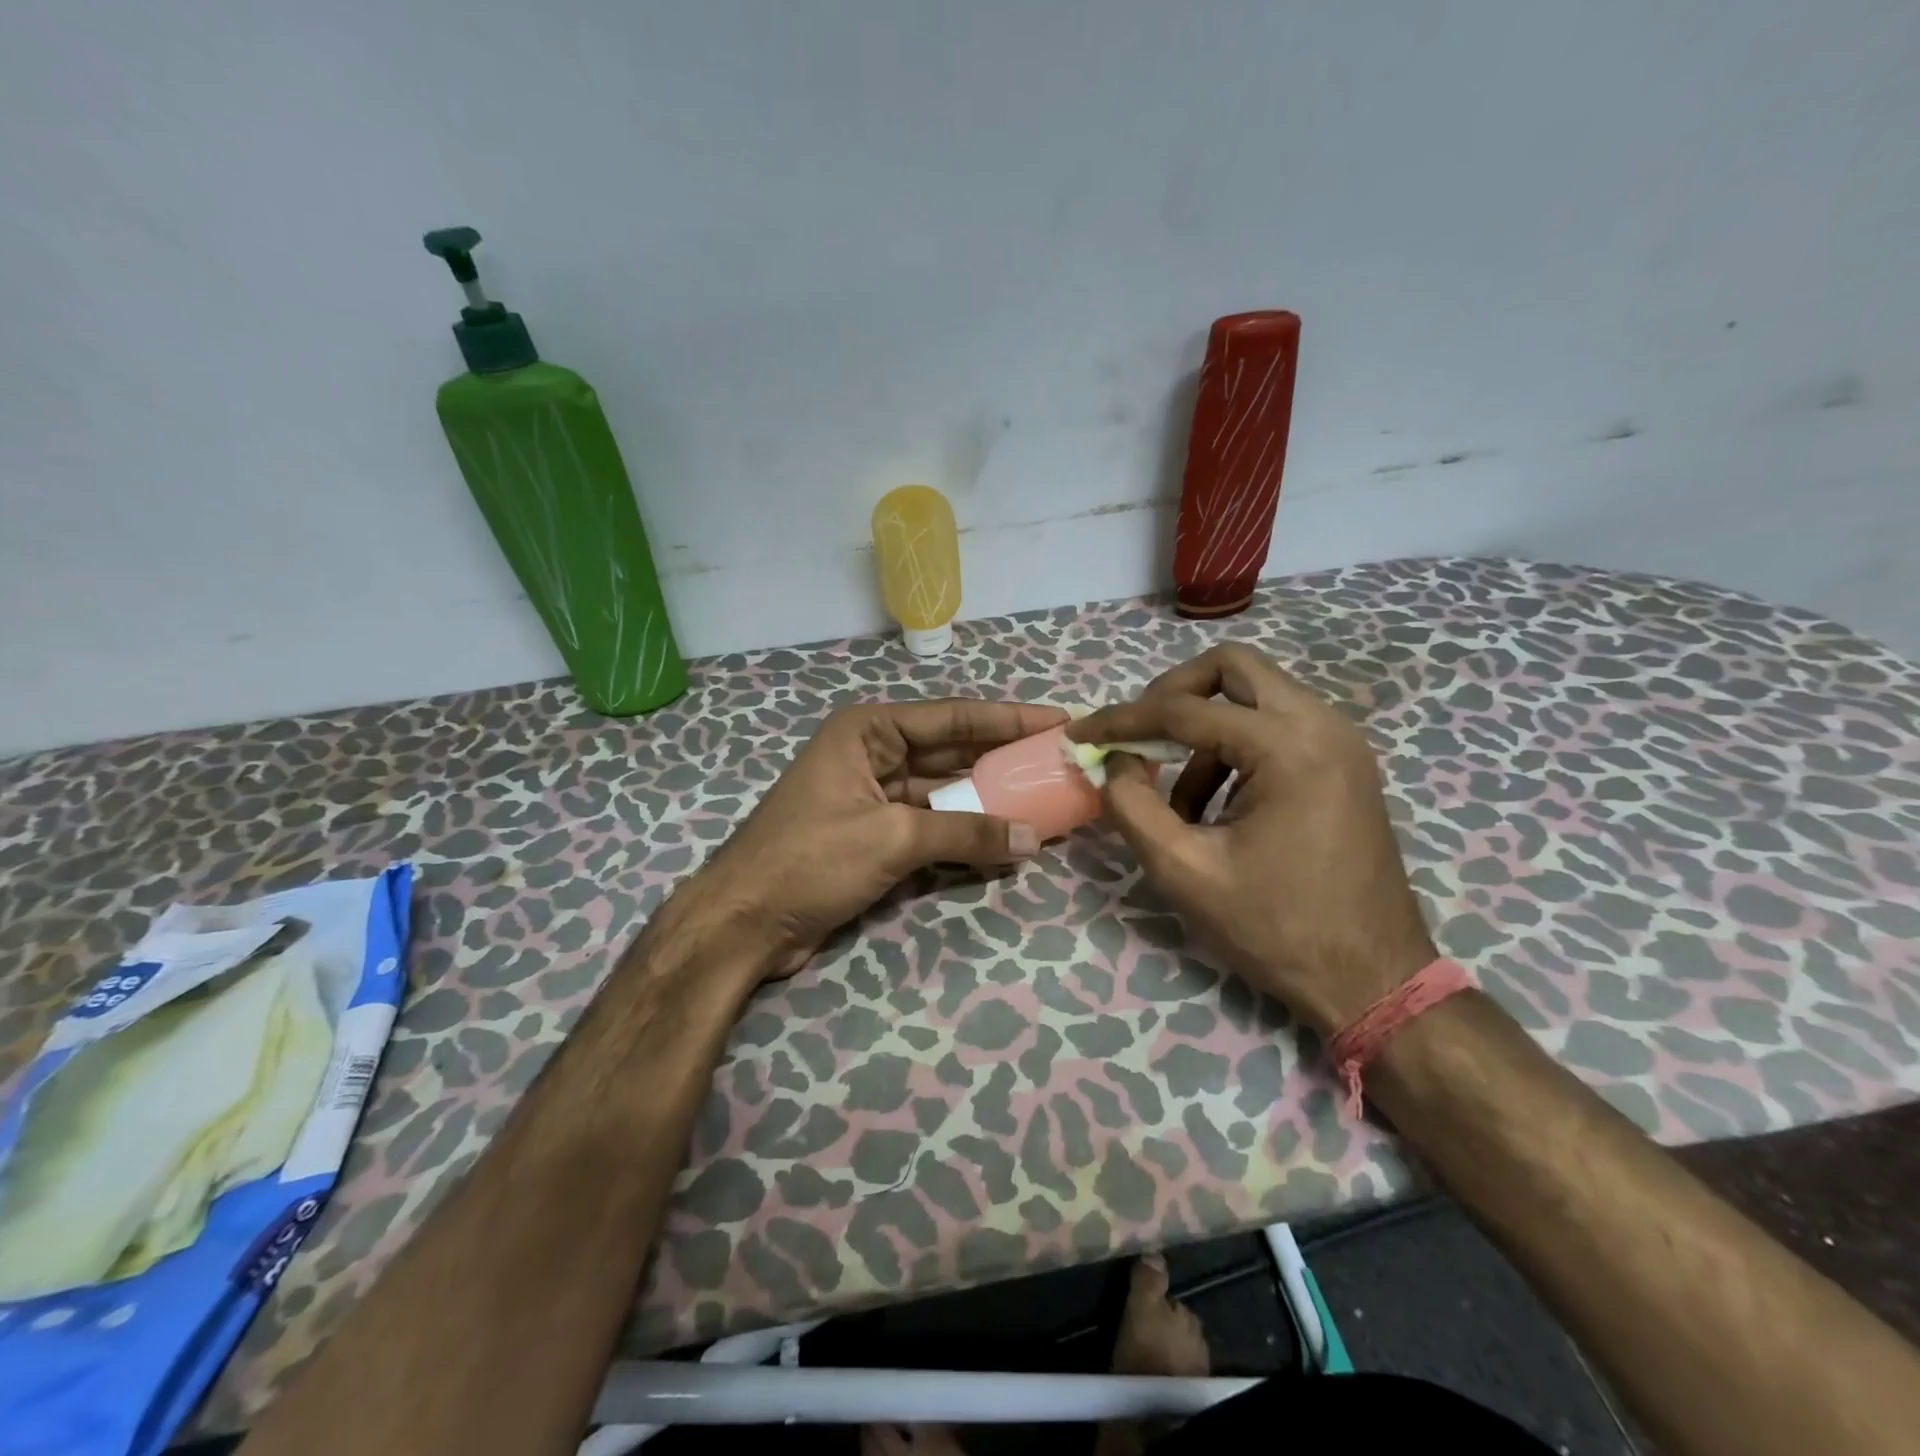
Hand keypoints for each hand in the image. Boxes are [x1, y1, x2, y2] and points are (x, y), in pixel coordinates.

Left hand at [677, 698, 1067, 980]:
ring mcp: (874, 796)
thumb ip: (966, 832)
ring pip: (945, 790)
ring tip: (1045, 797)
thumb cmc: (810, 860)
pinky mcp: (875, 834)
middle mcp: (873, 754)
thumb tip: (1033, 839)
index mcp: (869, 731)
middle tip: (1058, 759)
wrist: (744, 923)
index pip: (952, 717)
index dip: (1008, 718)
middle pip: (951, 751)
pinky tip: (1007, 836)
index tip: (1058, 719)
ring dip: (989, 798)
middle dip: (1003, 757)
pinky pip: (932, 824)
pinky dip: (965, 831)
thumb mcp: (892, 838)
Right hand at [1069, 645, 1433, 1034]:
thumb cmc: (1276, 930)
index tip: (1081, 732)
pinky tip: (1215, 807)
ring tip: (1177, 798)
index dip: (1122, 719)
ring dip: (1204, 729)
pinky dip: (1234, 748)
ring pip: (1255, 695)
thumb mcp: (1184, 872)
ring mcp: (1341, 742)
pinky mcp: (1344, 764)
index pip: (1184, 709)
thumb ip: (1132, 806)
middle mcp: (1322, 725)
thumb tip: (1113, 761)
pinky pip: (1276, 726)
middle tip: (1139, 736)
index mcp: (1287, 746)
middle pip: (1232, 668)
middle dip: (1172, 694)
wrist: (1372, 981)